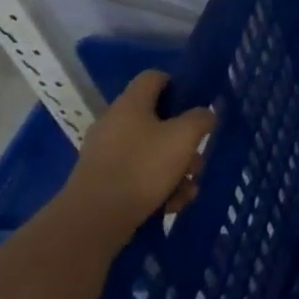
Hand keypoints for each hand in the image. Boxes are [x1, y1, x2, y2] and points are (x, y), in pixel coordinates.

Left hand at [61, 70, 214, 236]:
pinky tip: (172, 204)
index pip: (154, 77)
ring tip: (188, 189)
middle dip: (184, 140)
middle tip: (198, 158)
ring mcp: (105, 155)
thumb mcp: (185, 136)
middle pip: (158, 120)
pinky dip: (158, 186)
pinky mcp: (102, 182)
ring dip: (176, 168)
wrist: (93, 221)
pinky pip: (138, 175)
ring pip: (152, 151)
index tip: (196, 104)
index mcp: (131, 104)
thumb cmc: (142, 168)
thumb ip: (201, 118)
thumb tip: (204, 115)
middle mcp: (114, 124)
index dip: (178, 84)